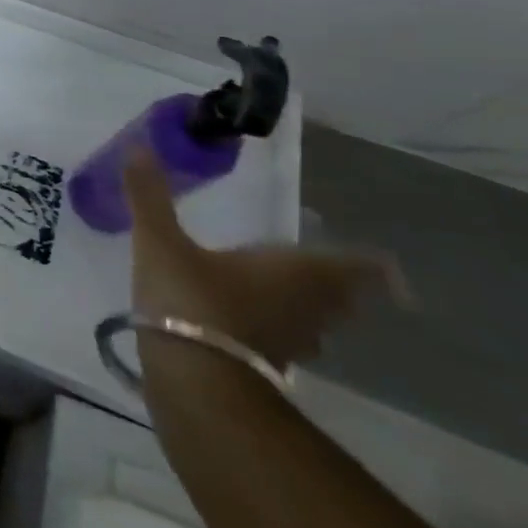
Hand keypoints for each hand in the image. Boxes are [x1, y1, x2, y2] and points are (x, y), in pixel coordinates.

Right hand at [123, 155, 406, 369]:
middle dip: (340, 285)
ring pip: (316, 323)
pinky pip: (286, 341)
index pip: (354, 267)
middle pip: (340, 297)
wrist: (194, 380)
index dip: (373, 266)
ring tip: (290, 293)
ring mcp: (290, 343)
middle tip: (330, 271)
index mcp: (292, 272)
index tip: (387, 266)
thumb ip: (150, 197)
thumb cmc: (189, 299)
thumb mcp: (159, 241)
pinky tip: (252, 322)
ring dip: (311, 308)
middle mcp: (305, 307)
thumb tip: (139, 147)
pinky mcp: (267, 367)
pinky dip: (280, 329)